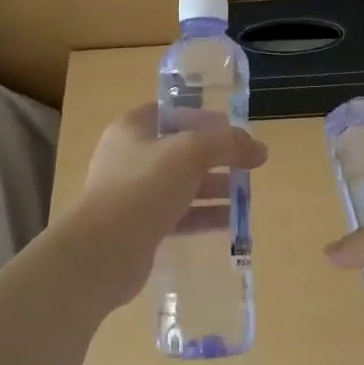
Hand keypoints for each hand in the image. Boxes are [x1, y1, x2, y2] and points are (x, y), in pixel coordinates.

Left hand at [69, 104, 268, 308]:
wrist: (103, 251)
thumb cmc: (143, 187)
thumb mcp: (191, 153)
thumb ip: (228, 145)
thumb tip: (261, 149)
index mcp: (132, 128)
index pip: (172, 113)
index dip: (203, 118)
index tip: (233, 130)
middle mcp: (129, 157)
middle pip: (179, 150)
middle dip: (214, 157)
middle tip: (246, 166)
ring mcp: (132, 194)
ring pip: (180, 184)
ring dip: (212, 188)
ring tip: (245, 196)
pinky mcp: (138, 227)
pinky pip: (177, 215)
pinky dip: (202, 216)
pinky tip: (230, 223)